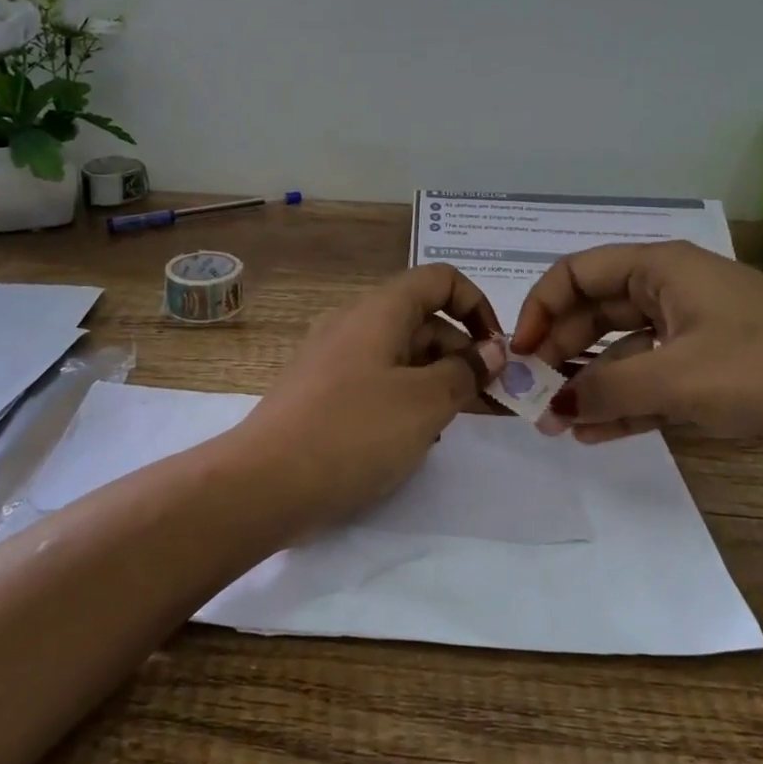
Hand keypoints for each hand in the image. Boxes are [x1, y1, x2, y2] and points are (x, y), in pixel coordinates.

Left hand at [233, 265, 507, 532]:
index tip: (497, 353)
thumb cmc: (354, 432)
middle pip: (423, 321)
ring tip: (457, 424)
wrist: (265, 483)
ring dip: (438, 381)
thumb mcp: (425, 402)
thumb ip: (465, 372)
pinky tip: (415, 439)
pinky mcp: (322, 394)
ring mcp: (334, 359)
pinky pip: (377, 382)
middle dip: (464, 355)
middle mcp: (355, 324)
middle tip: (493, 403)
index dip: (477, 306)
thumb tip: (491, 350)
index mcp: (380, 310)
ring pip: (402, 356)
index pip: (440, 280)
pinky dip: (405, 400)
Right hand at [509, 242, 762, 479]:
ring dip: (589, 384)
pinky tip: (593, 434)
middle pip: (595, 313)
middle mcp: (672, 293)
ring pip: (621, 352)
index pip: (576, 274)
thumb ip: (608, 389)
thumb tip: (553, 406)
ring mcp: (693, 334)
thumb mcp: (680, 378)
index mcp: (661, 269)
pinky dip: (623, 405)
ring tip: (556, 425)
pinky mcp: (712, 374)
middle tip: (533, 396)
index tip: (519, 354)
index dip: (541, 308)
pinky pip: (651, 383)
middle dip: (561, 353)